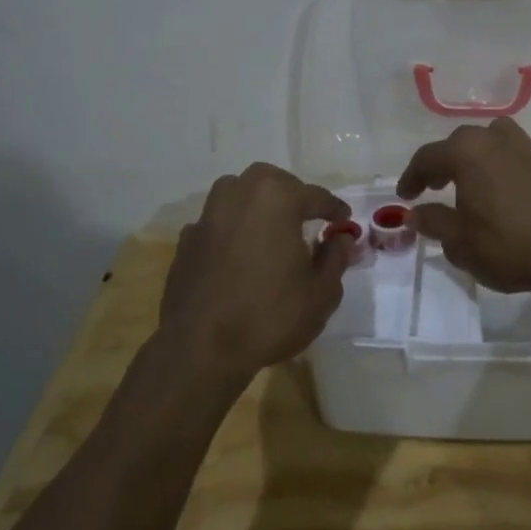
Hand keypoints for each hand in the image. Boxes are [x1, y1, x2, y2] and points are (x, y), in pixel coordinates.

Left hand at [159, 163, 352, 381]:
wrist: (202, 349)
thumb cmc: (270, 316)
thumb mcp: (321, 293)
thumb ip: (335, 258)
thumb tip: (340, 239)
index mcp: (277, 200)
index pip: (316, 196)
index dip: (334, 209)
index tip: (344, 221)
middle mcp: (239, 196)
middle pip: (271, 181)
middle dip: (293, 193)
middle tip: (307, 216)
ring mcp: (208, 217)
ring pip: (236, 191)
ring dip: (257, 201)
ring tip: (270, 225)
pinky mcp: (187, 241)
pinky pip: (216, 221)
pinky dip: (231, 227)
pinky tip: (238, 251)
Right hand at [394, 117, 530, 298]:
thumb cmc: (509, 246)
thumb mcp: (460, 242)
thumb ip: (433, 222)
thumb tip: (416, 213)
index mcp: (467, 152)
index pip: (428, 157)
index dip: (412, 177)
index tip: (405, 197)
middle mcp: (496, 140)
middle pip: (460, 143)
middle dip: (443, 163)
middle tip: (434, 187)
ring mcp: (528, 148)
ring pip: (492, 141)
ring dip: (475, 157)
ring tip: (471, 183)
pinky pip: (514, 155)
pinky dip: (500, 166)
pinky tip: (503, 193)